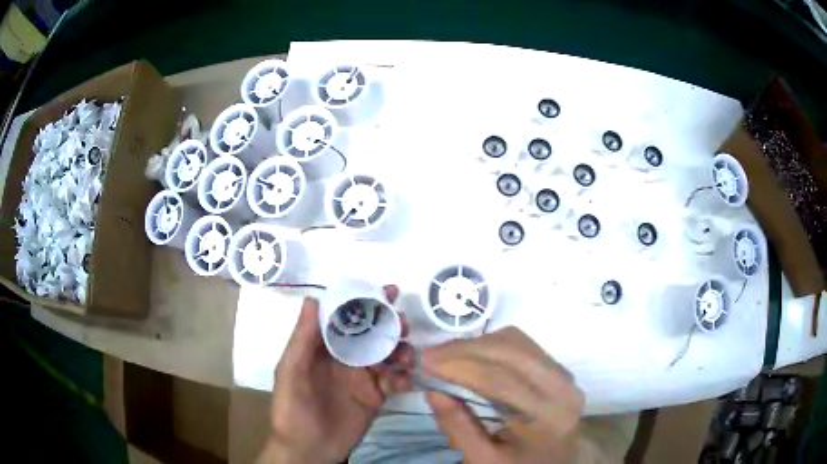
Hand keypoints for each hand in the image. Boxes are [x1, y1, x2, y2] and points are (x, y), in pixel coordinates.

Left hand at [258, 285, 412, 463]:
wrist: (309, 448)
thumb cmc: (293, 408)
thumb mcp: (291, 371)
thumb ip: (302, 338)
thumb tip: (313, 299)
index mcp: (324, 348)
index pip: (346, 318)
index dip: (365, 303)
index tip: (388, 292)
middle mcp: (345, 358)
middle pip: (372, 334)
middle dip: (390, 324)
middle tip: (404, 324)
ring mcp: (363, 377)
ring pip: (388, 355)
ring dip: (401, 350)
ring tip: (407, 357)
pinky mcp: (376, 396)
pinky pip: (395, 381)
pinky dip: (404, 377)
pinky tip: (406, 381)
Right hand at [421, 327, 583, 463]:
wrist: (561, 460)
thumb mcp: (485, 460)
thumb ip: (458, 428)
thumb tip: (433, 390)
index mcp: (545, 417)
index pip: (499, 381)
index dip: (459, 366)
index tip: (424, 362)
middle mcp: (561, 387)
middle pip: (509, 352)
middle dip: (463, 349)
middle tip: (430, 355)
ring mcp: (563, 373)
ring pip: (515, 341)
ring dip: (476, 344)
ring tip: (446, 356)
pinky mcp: (559, 366)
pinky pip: (522, 344)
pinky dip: (491, 344)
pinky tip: (472, 355)